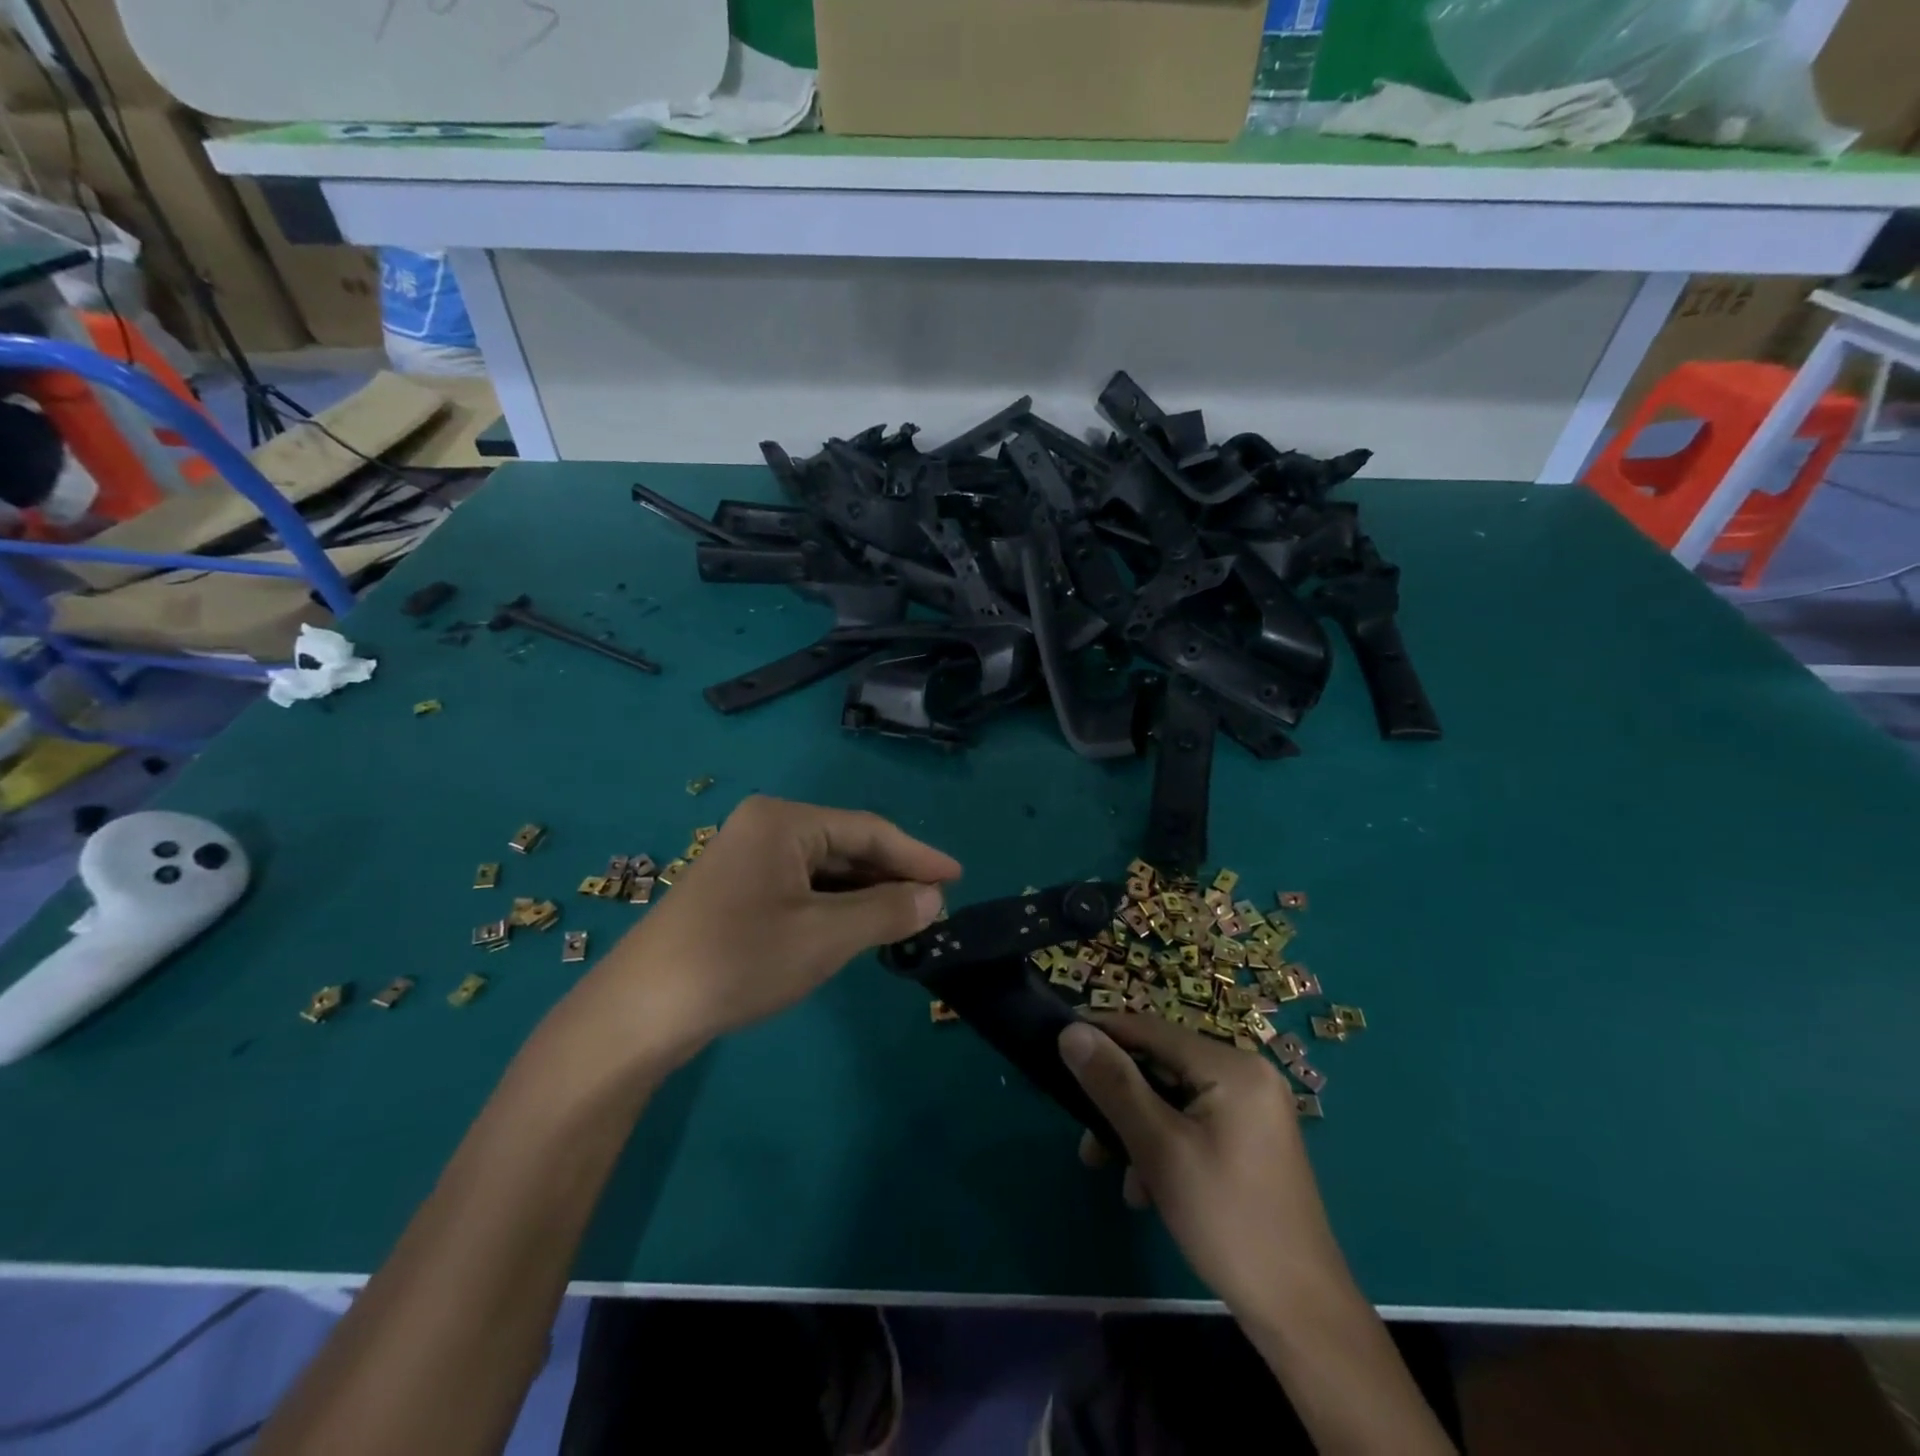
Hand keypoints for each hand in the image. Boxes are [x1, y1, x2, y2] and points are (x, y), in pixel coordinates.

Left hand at [592, 796, 960, 1056]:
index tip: (958, 878)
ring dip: (864, 894)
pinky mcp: (737, 890)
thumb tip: (934, 898)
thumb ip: (887, 911)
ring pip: (824, 870)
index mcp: (784, 821)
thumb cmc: (738, 960)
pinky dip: (834, 906)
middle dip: (891, 876)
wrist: (640, 1013)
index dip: (917, 856)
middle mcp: (765, 828)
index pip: (868, 830)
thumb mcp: (825, 937)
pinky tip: (857, 928)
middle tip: (935, 906)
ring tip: (906, 920)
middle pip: (846, 846)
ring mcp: (747, 859)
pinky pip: (801, 887)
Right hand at [1058, 1014, 1345, 1319]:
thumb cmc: (1226, 1221)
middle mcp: (1247, 1074)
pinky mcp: (1252, 1139)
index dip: (1102, 1034)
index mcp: (1232, 1065)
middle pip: (1162, 1066)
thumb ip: (1113, 1084)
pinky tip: (1148, 1190)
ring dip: (1137, 1130)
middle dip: (1119, 1100)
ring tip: (1113, 1173)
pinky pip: (1194, 1122)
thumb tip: (1071, 1032)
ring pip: (1174, 1099)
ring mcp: (1254, 1108)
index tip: (1058, 1048)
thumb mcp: (1159, 1148)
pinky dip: (1165, 1146)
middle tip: (1085, 1138)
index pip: (1151, 1029)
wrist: (1301, 1314)